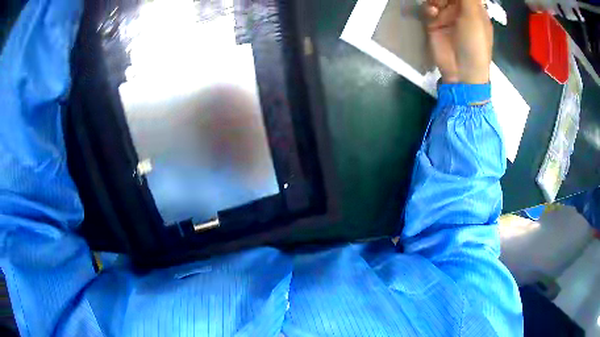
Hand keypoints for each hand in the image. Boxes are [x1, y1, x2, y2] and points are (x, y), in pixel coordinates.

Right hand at [423, 0, 492, 83]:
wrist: (461, 71)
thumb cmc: (474, 43)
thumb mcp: (474, 16)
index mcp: (474, 9)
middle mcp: (460, 10)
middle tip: (442, 1)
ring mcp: (446, 16)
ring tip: (436, 6)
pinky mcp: (434, 23)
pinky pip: (428, 8)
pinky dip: (428, 8)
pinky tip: (432, 13)